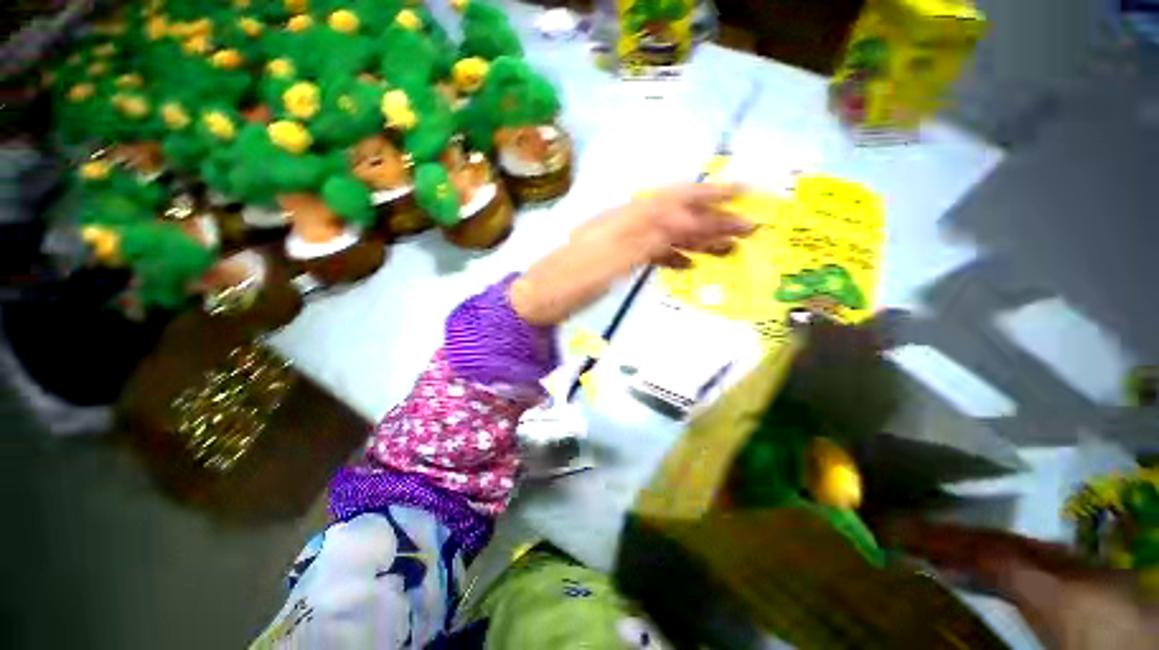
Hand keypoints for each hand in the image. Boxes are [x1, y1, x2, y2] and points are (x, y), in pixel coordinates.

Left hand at [510, 184, 753, 325]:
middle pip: (679, 212)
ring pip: (671, 231)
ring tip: (731, 248)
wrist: (533, 301)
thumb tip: (684, 221)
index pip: (679, 200)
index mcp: (628, 217)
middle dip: (715, 216)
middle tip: (750, 225)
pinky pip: (655, 250)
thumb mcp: (608, 262)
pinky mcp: (618, 257)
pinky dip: (677, 254)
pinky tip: (690, 264)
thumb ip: (647, 240)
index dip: (713, 195)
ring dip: (701, 236)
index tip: (746, 193)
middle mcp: (628, 220)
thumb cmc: (568, 284)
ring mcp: (623, 238)